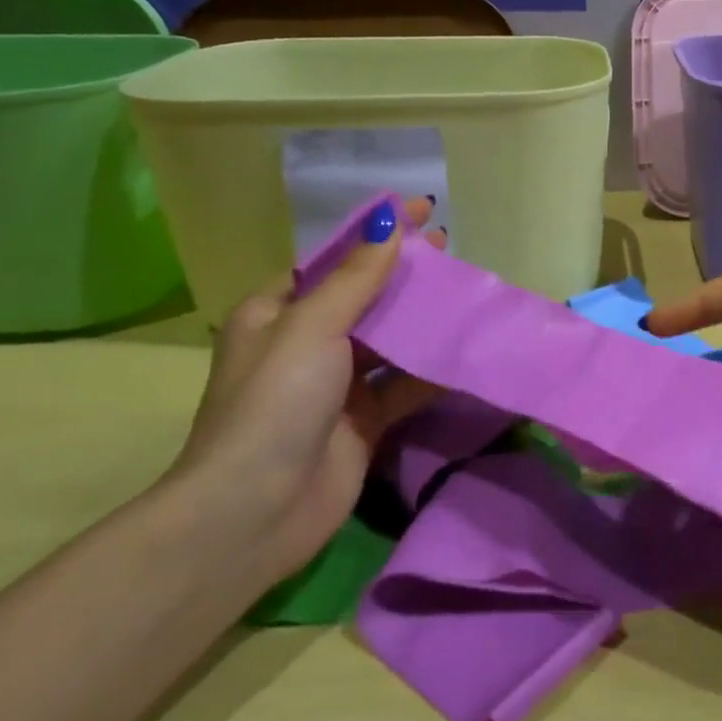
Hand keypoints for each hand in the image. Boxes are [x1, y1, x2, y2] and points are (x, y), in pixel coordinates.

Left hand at [165, 197, 440, 586]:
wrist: (255, 511)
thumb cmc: (275, 403)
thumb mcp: (311, 327)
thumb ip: (356, 278)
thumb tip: (389, 224)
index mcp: (277, 313)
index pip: (334, 259)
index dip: (376, 234)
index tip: (422, 210)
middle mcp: (306, 343)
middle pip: (365, 297)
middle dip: (405, 273)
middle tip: (451, 249)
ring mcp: (337, 385)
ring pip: (389, 339)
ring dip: (423, 317)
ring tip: (466, 289)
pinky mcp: (366, 421)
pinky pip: (405, 383)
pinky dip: (432, 367)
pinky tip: (466, 347)